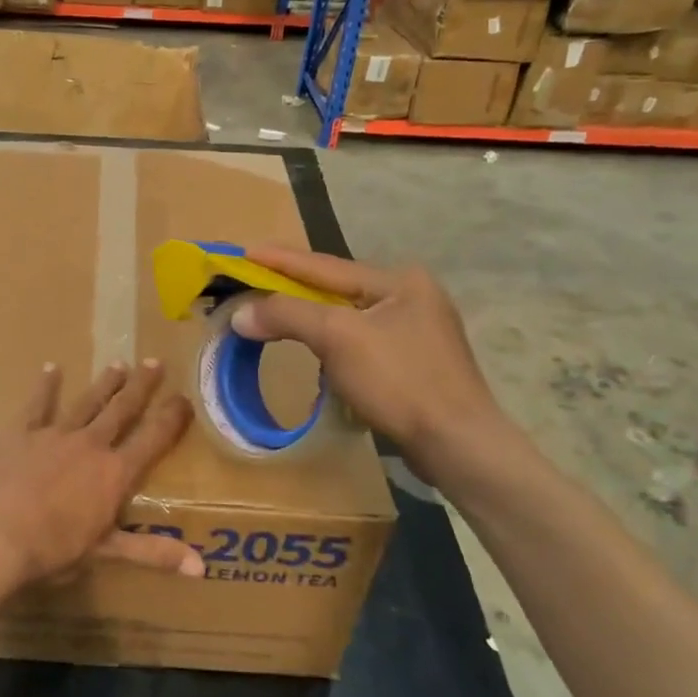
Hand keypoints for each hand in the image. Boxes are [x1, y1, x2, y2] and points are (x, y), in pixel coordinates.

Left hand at [0, 360, 200, 593]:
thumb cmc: (52, 549)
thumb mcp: (107, 552)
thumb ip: (154, 552)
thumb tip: (202, 568)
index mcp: (115, 473)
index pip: (153, 439)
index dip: (171, 417)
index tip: (184, 397)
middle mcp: (90, 445)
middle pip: (122, 410)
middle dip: (140, 386)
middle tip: (154, 362)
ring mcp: (55, 434)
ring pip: (87, 402)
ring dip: (104, 384)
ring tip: (119, 364)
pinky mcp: (21, 432)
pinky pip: (37, 404)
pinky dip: (46, 386)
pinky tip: (51, 368)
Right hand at [228, 247, 506, 480]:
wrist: (457, 445)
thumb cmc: (399, 380)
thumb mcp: (337, 338)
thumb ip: (287, 315)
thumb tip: (240, 313)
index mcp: (399, 281)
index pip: (324, 266)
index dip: (279, 260)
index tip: (243, 252)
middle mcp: (411, 297)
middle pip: (336, 289)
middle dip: (293, 289)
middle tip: (252, 284)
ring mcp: (417, 332)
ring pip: (347, 318)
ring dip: (310, 319)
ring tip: (275, 316)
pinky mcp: (415, 364)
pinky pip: (359, 343)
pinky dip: (331, 345)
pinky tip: (317, 354)